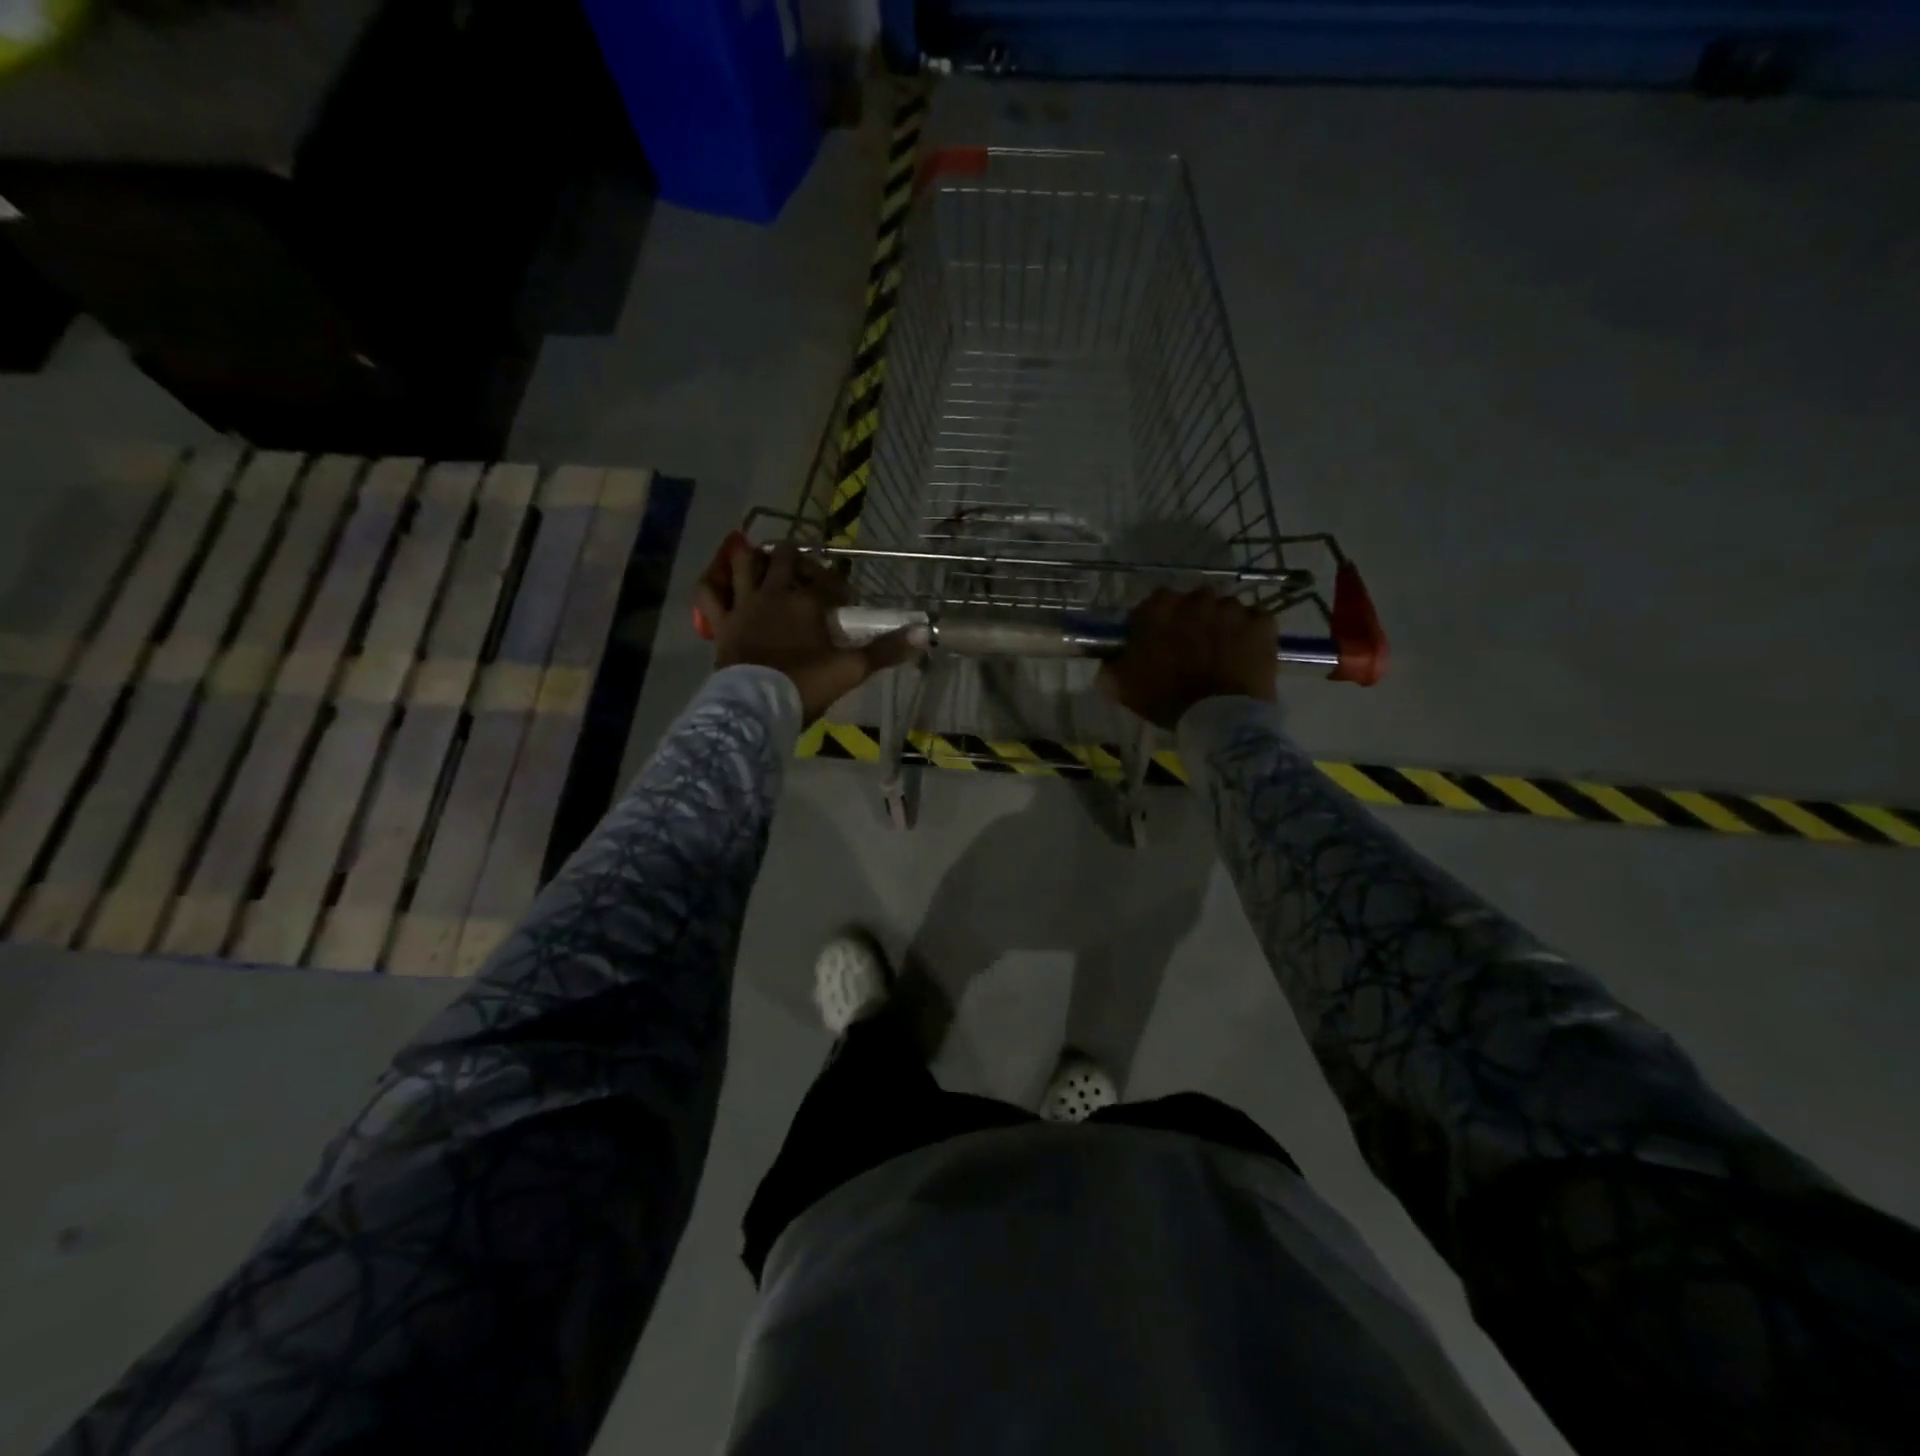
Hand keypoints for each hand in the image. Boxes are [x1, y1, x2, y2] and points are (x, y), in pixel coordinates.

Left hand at [698, 541, 915, 722]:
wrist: (757, 706)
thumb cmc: (806, 685)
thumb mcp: (852, 669)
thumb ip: (886, 650)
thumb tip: (925, 632)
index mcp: (808, 602)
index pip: (831, 581)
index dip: (842, 586)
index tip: (849, 600)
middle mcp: (774, 593)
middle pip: (786, 558)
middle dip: (799, 559)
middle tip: (808, 574)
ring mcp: (744, 604)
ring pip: (746, 563)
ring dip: (756, 558)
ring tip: (766, 562)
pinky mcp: (722, 621)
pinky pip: (709, 593)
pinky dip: (713, 583)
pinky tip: (719, 580)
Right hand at [1098, 588, 1277, 729]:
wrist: (1220, 719)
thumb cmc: (1167, 700)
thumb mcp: (1124, 687)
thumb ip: (1111, 668)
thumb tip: (1107, 663)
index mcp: (1160, 608)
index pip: (1153, 605)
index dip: (1155, 624)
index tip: (1156, 643)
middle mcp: (1196, 599)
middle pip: (1192, 604)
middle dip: (1191, 621)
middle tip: (1190, 650)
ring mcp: (1233, 608)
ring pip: (1224, 611)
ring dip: (1220, 626)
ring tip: (1220, 654)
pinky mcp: (1262, 623)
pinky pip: (1254, 621)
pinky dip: (1249, 634)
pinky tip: (1244, 654)